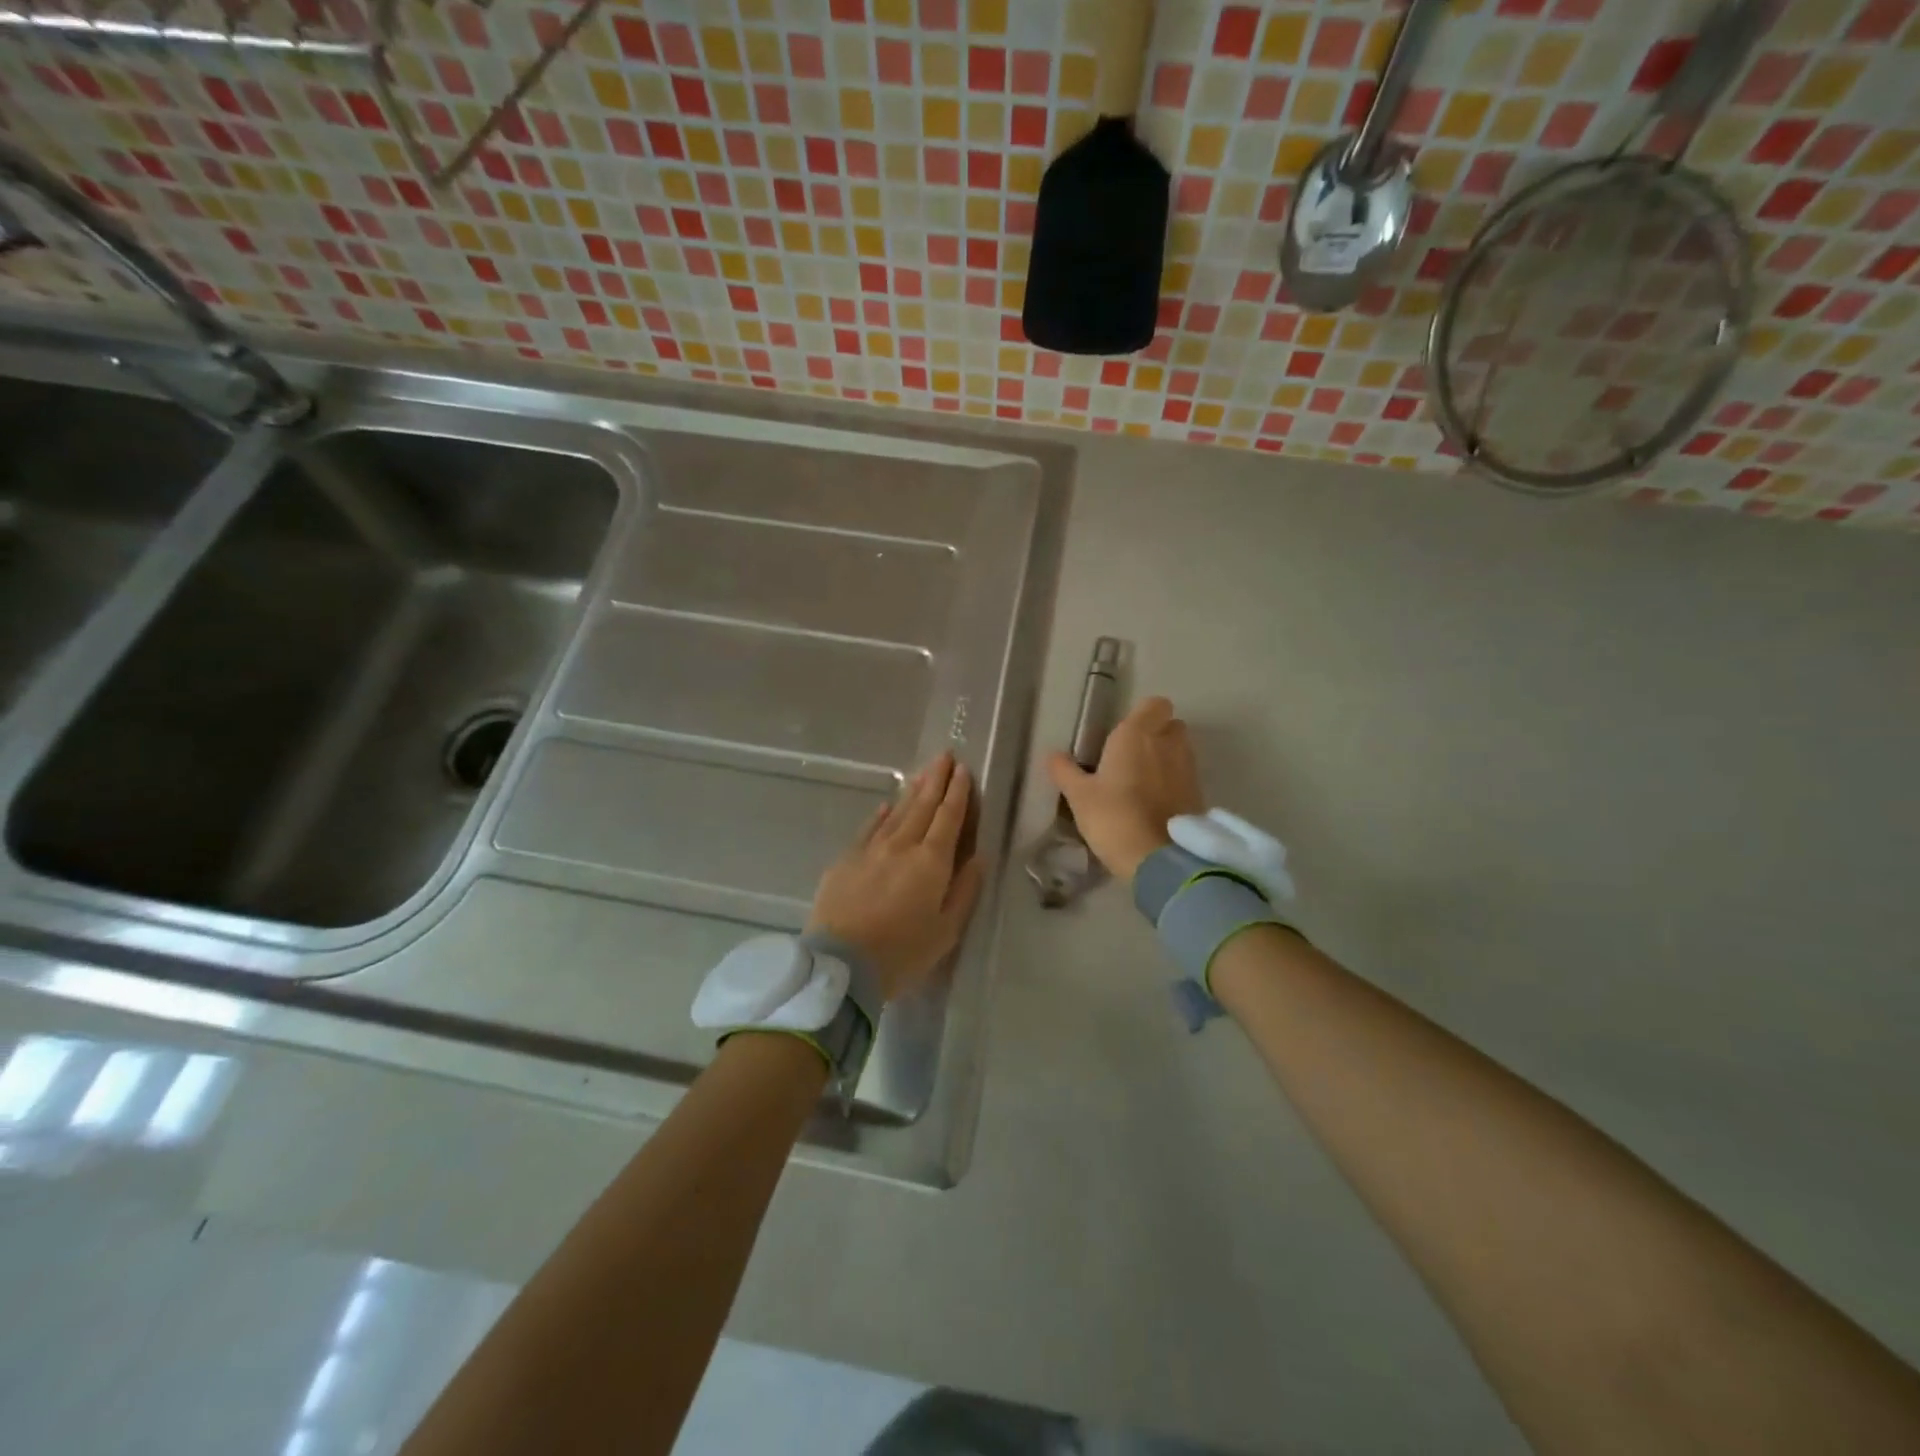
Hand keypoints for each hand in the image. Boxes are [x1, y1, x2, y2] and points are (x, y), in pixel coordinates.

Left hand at [808, 753, 983, 1003]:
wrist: (840, 965)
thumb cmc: (902, 953)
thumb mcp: (946, 931)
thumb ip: (964, 890)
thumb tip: (977, 858)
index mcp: (931, 862)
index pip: (949, 817)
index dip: (958, 793)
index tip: (964, 770)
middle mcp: (902, 845)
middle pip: (922, 806)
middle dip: (936, 780)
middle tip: (946, 756)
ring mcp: (870, 850)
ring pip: (896, 812)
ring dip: (912, 791)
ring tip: (923, 773)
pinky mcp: (845, 860)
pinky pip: (868, 829)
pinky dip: (880, 814)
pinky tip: (886, 805)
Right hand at [1046, 696, 1203, 882]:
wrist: (1158, 858)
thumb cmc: (1113, 816)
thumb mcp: (1079, 796)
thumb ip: (1065, 771)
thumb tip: (1052, 755)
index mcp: (1137, 734)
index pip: (1154, 704)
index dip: (1143, 715)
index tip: (1124, 734)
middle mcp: (1168, 743)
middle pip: (1172, 725)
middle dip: (1158, 735)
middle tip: (1132, 757)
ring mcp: (1188, 769)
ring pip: (1181, 751)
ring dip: (1167, 759)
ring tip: (1143, 783)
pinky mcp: (1199, 795)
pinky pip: (1187, 777)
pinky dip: (1175, 784)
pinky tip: (1156, 805)